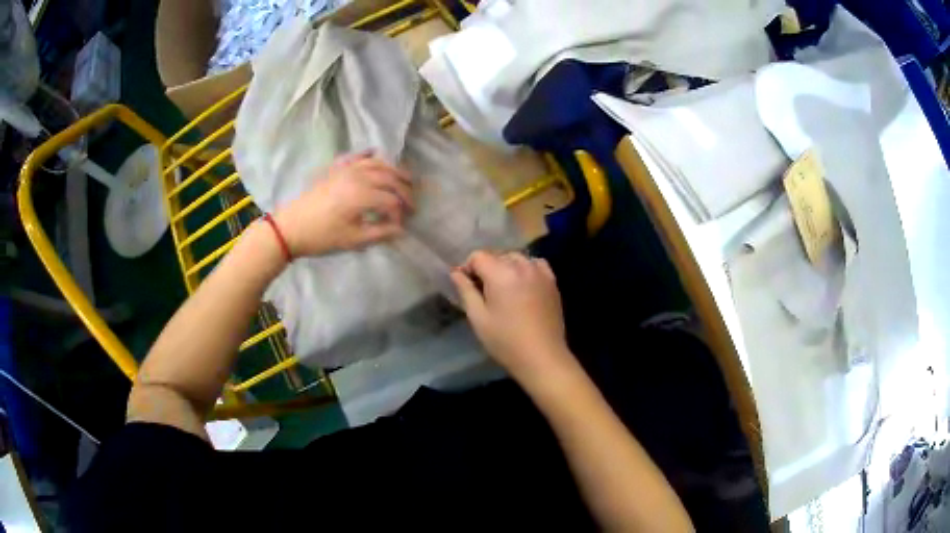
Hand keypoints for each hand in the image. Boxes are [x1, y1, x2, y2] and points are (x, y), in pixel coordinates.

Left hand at [274, 152, 413, 256]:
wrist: (290, 227)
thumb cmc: (321, 236)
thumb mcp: (352, 240)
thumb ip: (380, 233)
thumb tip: (400, 230)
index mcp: (362, 195)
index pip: (392, 201)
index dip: (400, 214)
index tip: (400, 227)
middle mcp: (358, 176)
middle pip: (390, 177)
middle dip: (405, 190)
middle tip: (412, 204)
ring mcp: (346, 170)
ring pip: (377, 163)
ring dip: (394, 171)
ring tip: (404, 181)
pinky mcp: (335, 169)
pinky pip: (356, 156)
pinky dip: (368, 155)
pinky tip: (375, 156)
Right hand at [451, 251, 572, 382]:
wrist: (542, 356)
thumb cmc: (505, 340)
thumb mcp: (478, 317)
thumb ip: (466, 290)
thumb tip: (456, 272)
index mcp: (501, 273)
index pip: (478, 256)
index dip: (467, 268)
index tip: (465, 285)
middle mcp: (521, 265)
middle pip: (497, 255)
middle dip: (486, 268)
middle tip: (482, 290)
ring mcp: (540, 272)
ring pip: (516, 258)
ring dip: (506, 267)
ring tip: (502, 289)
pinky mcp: (552, 281)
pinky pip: (535, 264)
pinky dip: (525, 269)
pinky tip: (522, 285)